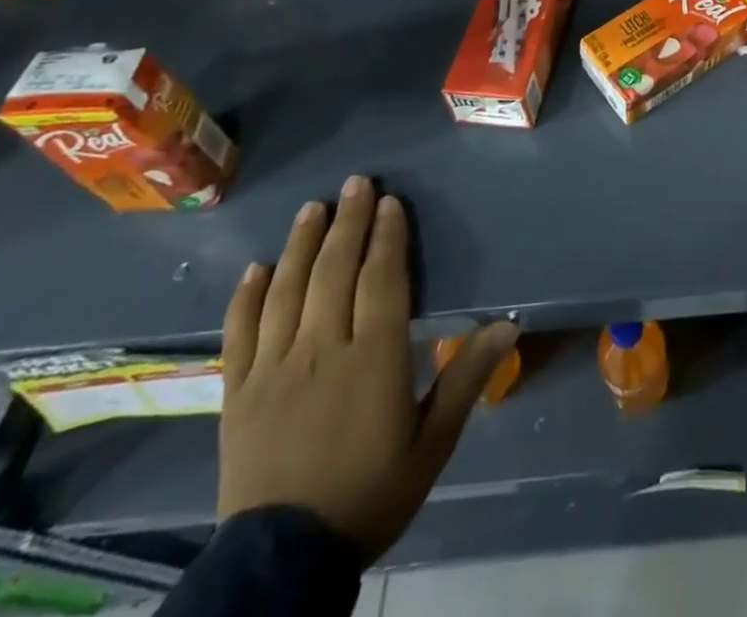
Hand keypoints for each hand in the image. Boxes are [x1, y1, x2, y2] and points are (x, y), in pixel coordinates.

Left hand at [218, 175, 519, 560]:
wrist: (284, 563)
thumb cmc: (371, 493)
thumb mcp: (432, 442)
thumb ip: (467, 377)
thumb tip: (509, 324)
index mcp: (373, 359)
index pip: (381, 279)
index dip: (386, 236)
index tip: (389, 201)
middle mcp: (321, 351)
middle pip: (334, 272)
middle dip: (346, 223)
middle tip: (354, 183)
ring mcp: (273, 370)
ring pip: (287, 291)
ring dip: (300, 245)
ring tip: (312, 209)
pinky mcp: (237, 394)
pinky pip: (240, 334)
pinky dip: (247, 296)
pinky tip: (257, 268)